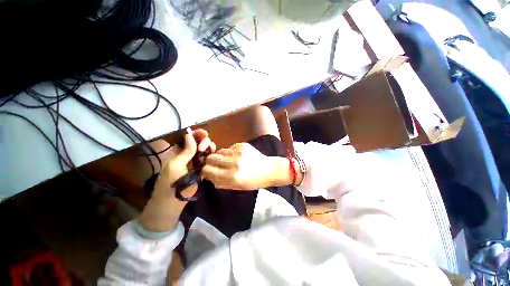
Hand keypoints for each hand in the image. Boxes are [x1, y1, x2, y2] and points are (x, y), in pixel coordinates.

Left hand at [137, 128, 215, 231]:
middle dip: (203, 140)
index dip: (196, 134)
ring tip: (210, 151)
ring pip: (205, 149)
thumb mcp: (176, 165)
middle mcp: (188, 154)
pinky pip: (208, 157)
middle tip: (204, 148)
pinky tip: (213, 155)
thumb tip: (190, 134)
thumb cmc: (171, 182)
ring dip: (209, 147)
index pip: (188, 138)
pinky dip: (211, 154)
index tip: (204, 133)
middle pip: (198, 141)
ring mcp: (195, 161)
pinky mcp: (202, 167)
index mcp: (178, 151)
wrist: (174, 201)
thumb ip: (185, 151)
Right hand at [201, 143, 277, 189]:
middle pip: (210, 158)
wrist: (268, 169)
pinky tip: (237, 156)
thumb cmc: (253, 181)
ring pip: (219, 151)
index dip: (205, 171)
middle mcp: (234, 163)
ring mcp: (238, 152)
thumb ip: (220, 182)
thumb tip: (207, 175)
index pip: (207, 170)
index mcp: (231, 177)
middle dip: (210, 162)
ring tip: (228, 160)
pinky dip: (230, 152)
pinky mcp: (242, 145)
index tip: (208, 172)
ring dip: (221, 156)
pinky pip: (229, 147)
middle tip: (216, 165)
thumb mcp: (236, 187)